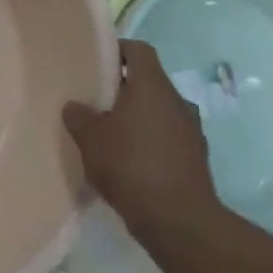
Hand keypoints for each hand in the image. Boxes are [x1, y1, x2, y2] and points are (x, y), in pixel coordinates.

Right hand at [62, 39, 215, 234]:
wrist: (179, 222)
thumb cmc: (131, 165)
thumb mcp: (90, 138)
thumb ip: (79, 116)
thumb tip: (75, 106)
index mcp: (153, 86)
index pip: (139, 50)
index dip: (118, 50)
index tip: (97, 62)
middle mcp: (177, 102)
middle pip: (149, 82)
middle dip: (124, 89)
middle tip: (97, 101)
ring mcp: (192, 132)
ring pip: (160, 112)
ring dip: (139, 119)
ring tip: (112, 135)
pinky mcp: (196, 160)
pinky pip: (169, 139)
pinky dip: (151, 144)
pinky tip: (130, 163)